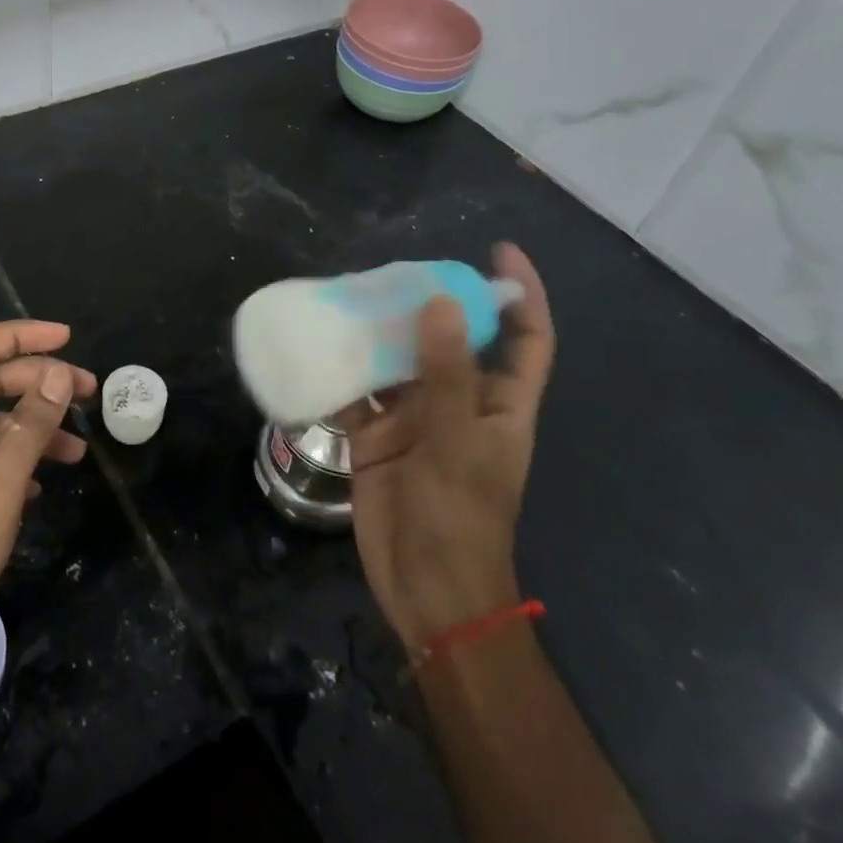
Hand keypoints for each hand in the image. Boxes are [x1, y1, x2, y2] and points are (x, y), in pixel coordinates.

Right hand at [341, 244, 553, 651]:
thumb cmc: (459, 518)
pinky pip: (358, 392)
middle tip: (394, 270)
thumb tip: (441, 301)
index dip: (521, 294)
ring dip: (378, 334)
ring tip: (348, 296)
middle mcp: (459, 403)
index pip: (526, 339)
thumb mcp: (457, 442)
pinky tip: (316, 347)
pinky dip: (340, 372)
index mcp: (500, 404)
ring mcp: (415, 419)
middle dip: (429, 303)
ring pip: (398, 361)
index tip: (498, 251)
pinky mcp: (376, 436)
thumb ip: (446, 372)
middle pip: (450, 340)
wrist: (424, 591)